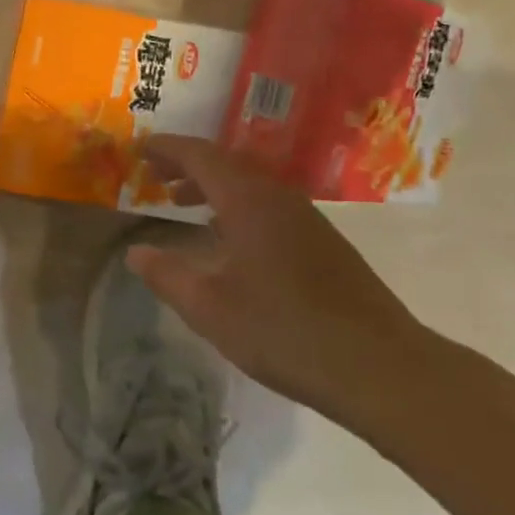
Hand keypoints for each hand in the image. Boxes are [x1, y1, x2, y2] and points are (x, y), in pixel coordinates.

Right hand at [129, 135, 442, 434]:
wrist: (379, 366)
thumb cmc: (283, 330)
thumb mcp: (210, 307)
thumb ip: (167, 275)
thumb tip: (135, 253)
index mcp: (248, 200)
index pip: (200, 155)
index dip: (167, 148)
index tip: (139, 148)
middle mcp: (278, 196)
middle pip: (226, 163)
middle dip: (187, 165)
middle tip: (154, 176)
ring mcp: (305, 218)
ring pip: (249, 184)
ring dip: (213, 186)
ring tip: (182, 204)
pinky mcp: (322, 242)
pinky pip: (267, 204)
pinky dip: (237, 206)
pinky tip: (229, 238)